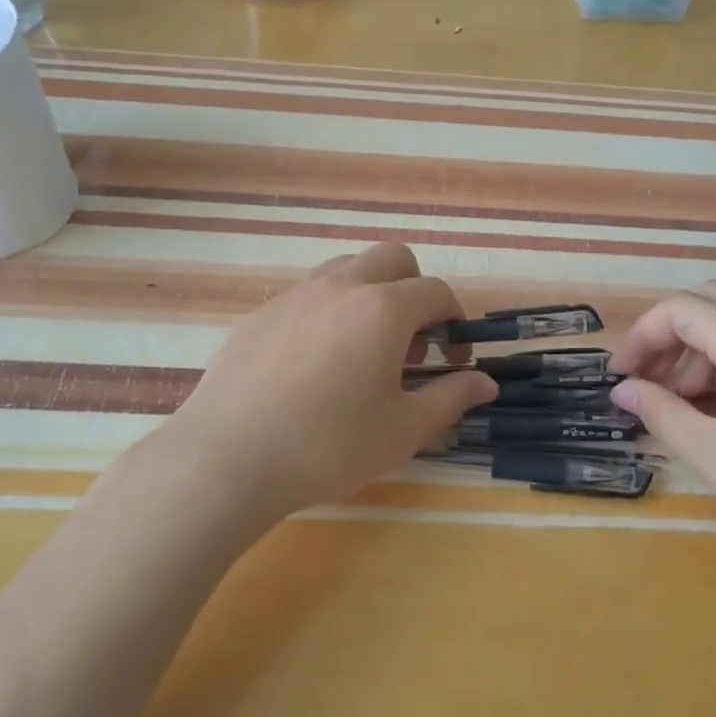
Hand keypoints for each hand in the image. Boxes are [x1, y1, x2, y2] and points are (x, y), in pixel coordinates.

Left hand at [161, 241, 496, 524]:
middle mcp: (341, 287)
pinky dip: (327, 311)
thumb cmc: (329, 446)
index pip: (436, 292)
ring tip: (362, 348)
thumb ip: (451, 398)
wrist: (229, 458)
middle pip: (392, 258)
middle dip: (413, 289)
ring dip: (369, 293)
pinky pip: (307, 295)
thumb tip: (486, 383)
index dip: (454, 321)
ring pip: (346, 268)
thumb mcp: (402, 430)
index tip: (452, 358)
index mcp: (383, 309)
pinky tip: (312, 364)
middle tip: (409, 341)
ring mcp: (295, 295)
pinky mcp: (260, 314)